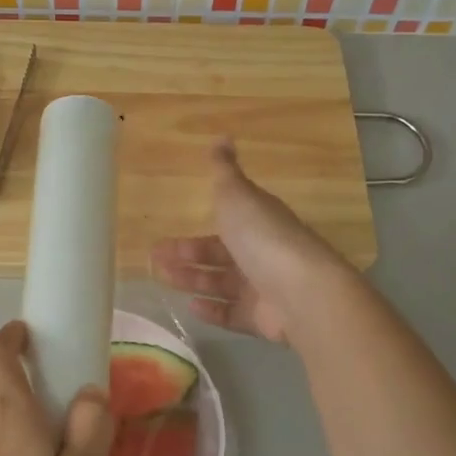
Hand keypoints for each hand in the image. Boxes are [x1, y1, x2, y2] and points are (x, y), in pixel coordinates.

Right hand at [149, 139, 351, 342]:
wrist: (301, 292)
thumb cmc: (264, 238)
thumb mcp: (238, 196)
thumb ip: (224, 172)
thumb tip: (221, 137)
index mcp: (259, 222)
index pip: (225, 224)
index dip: (196, 231)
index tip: (164, 236)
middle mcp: (262, 254)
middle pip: (219, 256)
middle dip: (187, 258)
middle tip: (155, 261)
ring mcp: (263, 288)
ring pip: (221, 284)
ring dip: (193, 281)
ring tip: (163, 280)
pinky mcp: (261, 318)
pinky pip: (231, 313)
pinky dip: (211, 310)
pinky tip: (190, 306)